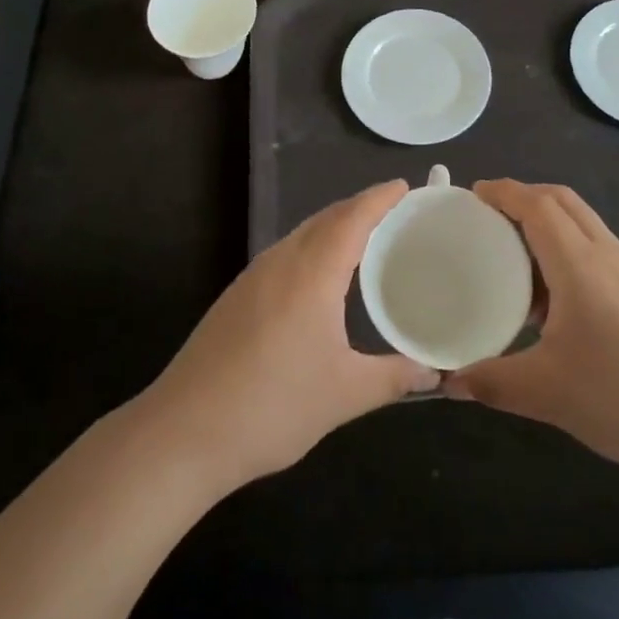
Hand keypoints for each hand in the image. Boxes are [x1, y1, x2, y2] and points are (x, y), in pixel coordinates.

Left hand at [138, 181, 437, 493]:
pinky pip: (284, 254)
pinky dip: (311, 248)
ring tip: (363, 239)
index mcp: (312, 272)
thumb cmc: (273, 406)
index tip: (403, 185)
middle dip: (359, 208)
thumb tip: (434, 374)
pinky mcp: (235, 297)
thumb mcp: (344, 394)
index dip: (379, 198)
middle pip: (325, 219)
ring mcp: (252, 277)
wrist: (183, 433)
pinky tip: (318, 278)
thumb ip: (393, 377)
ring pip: (300, 235)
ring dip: (333, 227)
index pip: (352, 218)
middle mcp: (281, 261)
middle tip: (393, 212)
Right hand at [445, 180, 618, 476]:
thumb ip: (492, 381)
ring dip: (545, 221)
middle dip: (522, 196)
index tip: (472, 194)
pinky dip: (564, 246)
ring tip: (511, 253)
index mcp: (580, 264)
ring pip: (581, 221)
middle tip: (487, 216)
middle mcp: (606, 253)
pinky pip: (594, 246)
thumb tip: (448, 381)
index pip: (538, 205)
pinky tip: (550, 295)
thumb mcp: (547, 392)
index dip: (504, 192)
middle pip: (561, 200)